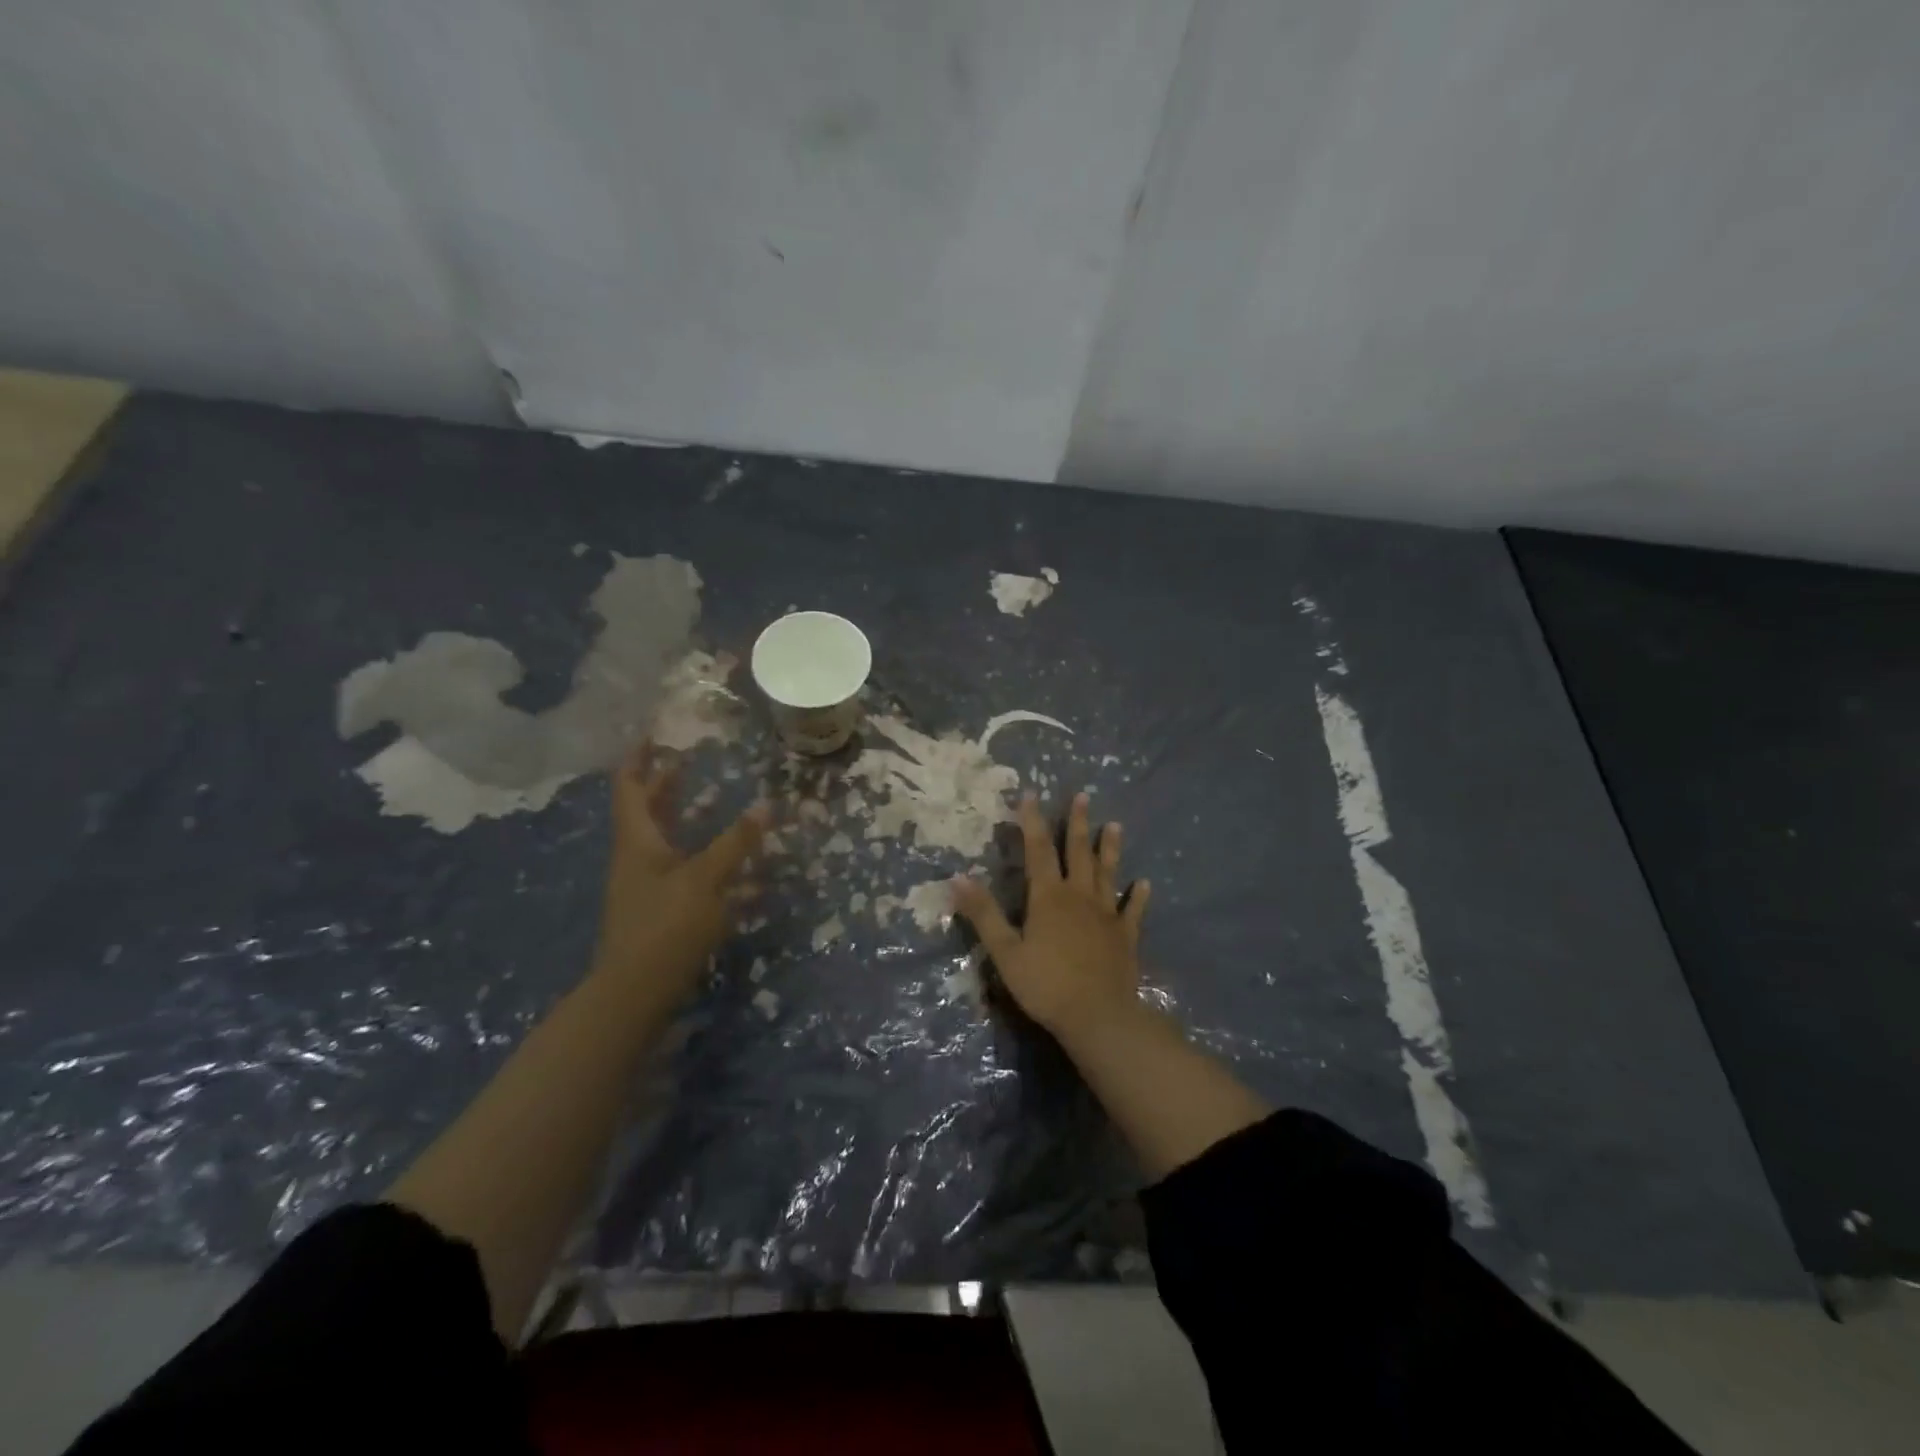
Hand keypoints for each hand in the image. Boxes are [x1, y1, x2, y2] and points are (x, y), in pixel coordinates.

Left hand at [593, 743, 768, 1002]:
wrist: (634, 992)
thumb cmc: (665, 926)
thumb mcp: (705, 880)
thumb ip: (736, 843)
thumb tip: (766, 805)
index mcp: (638, 841)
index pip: (631, 787)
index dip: (639, 758)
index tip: (654, 733)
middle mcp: (637, 857)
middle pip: (647, 811)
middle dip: (667, 784)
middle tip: (690, 760)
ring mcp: (646, 885)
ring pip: (665, 839)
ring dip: (686, 818)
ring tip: (716, 802)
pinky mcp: (660, 909)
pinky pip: (680, 868)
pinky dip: (701, 855)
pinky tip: (731, 862)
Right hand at [952, 792, 1149, 1036]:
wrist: (1098, 1017)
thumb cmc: (1046, 985)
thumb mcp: (1005, 952)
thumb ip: (983, 914)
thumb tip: (957, 877)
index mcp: (1048, 897)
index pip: (1038, 850)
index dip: (1032, 821)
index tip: (1030, 795)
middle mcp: (1079, 897)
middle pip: (1077, 853)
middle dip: (1077, 824)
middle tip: (1083, 796)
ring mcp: (1106, 915)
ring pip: (1107, 874)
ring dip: (1109, 849)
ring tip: (1114, 825)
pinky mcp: (1125, 936)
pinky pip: (1132, 911)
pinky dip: (1138, 896)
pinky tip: (1144, 883)